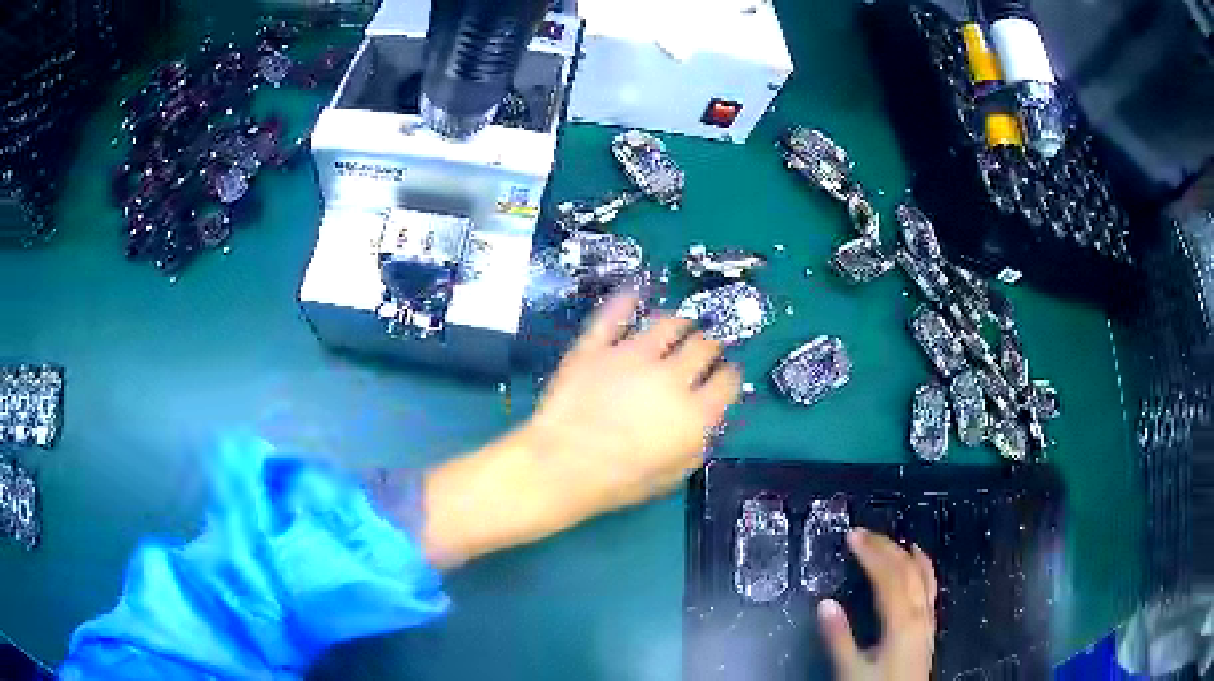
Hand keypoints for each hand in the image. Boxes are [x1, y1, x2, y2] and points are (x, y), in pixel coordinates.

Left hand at [525, 292, 741, 520]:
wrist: (561, 466)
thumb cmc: (619, 481)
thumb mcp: (672, 475)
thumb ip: (696, 444)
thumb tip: (707, 422)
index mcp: (695, 412)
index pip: (727, 380)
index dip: (729, 374)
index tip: (725, 374)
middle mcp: (671, 376)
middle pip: (703, 345)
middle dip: (709, 346)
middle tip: (704, 349)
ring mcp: (632, 355)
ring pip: (668, 322)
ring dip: (678, 323)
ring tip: (678, 326)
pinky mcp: (597, 346)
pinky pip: (615, 314)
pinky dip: (627, 300)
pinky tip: (635, 292)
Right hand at [818, 529, 937, 680]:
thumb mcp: (851, 669)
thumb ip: (839, 638)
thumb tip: (825, 603)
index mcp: (901, 621)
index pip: (887, 576)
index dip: (870, 553)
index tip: (852, 536)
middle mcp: (919, 612)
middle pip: (906, 569)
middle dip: (884, 547)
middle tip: (862, 533)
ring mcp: (928, 617)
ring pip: (921, 574)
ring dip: (903, 553)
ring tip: (888, 538)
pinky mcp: (929, 624)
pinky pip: (930, 585)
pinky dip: (923, 566)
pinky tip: (918, 560)